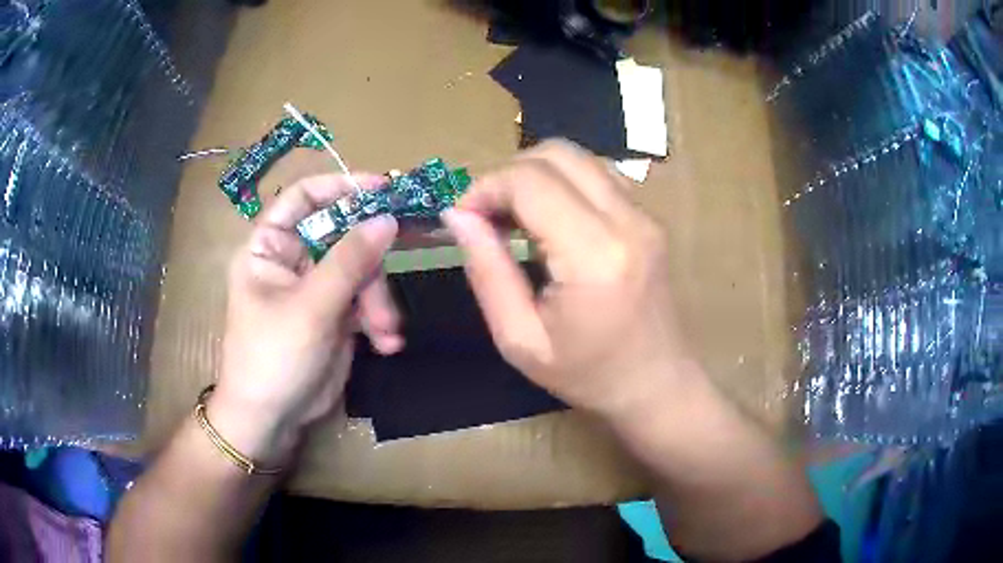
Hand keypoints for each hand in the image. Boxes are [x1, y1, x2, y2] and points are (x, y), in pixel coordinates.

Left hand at [211, 174, 401, 464]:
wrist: (271, 420)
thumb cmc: (273, 358)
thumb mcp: (310, 308)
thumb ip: (349, 261)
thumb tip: (387, 218)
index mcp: (270, 247)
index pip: (304, 198)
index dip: (341, 186)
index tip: (384, 189)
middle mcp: (293, 260)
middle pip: (343, 237)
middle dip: (370, 265)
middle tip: (387, 288)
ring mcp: (316, 288)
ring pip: (361, 271)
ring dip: (379, 301)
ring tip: (386, 333)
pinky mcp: (334, 315)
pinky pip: (365, 301)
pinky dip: (378, 319)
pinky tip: (385, 344)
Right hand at [443, 141, 692, 419]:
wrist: (656, 383)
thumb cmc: (587, 374)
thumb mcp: (519, 340)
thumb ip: (487, 272)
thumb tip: (458, 217)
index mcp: (594, 256)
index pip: (530, 182)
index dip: (486, 187)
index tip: (463, 216)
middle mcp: (627, 221)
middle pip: (556, 154)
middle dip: (508, 173)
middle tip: (486, 214)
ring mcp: (644, 215)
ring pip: (579, 157)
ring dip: (536, 173)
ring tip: (515, 215)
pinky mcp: (650, 217)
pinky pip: (599, 174)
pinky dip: (564, 181)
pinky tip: (551, 217)